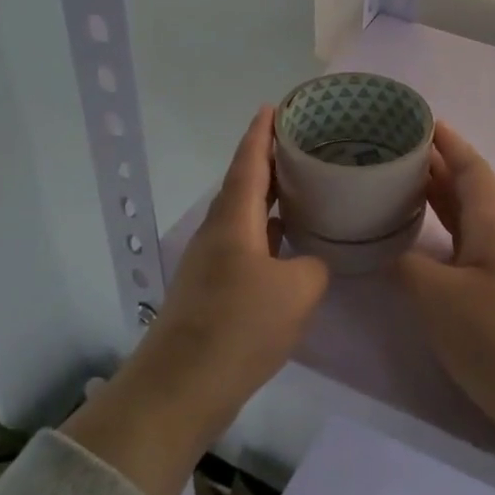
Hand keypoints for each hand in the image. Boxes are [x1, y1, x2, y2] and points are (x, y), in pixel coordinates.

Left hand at [62, 107, 329, 494]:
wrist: (181, 388)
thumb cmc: (240, 326)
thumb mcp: (298, 291)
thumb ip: (313, 266)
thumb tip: (308, 265)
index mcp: (234, 219)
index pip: (249, 161)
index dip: (262, 132)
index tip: (275, 106)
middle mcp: (218, 232)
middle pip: (244, 184)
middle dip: (270, 160)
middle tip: (304, 144)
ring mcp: (211, 262)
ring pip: (245, 216)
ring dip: (271, 198)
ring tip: (303, 186)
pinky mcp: (211, 290)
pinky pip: (246, 245)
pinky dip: (268, 233)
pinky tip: (289, 243)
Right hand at [397, 122, 494, 473]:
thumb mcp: (439, 298)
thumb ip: (407, 266)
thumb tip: (386, 252)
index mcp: (494, 225)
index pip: (470, 167)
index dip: (447, 142)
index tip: (419, 120)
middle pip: (466, 189)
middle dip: (434, 166)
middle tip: (391, 152)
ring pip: (464, 219)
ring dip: (435, 199)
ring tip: (395, 185)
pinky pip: (462, 248)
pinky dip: (438, 234)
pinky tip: (415, 240)